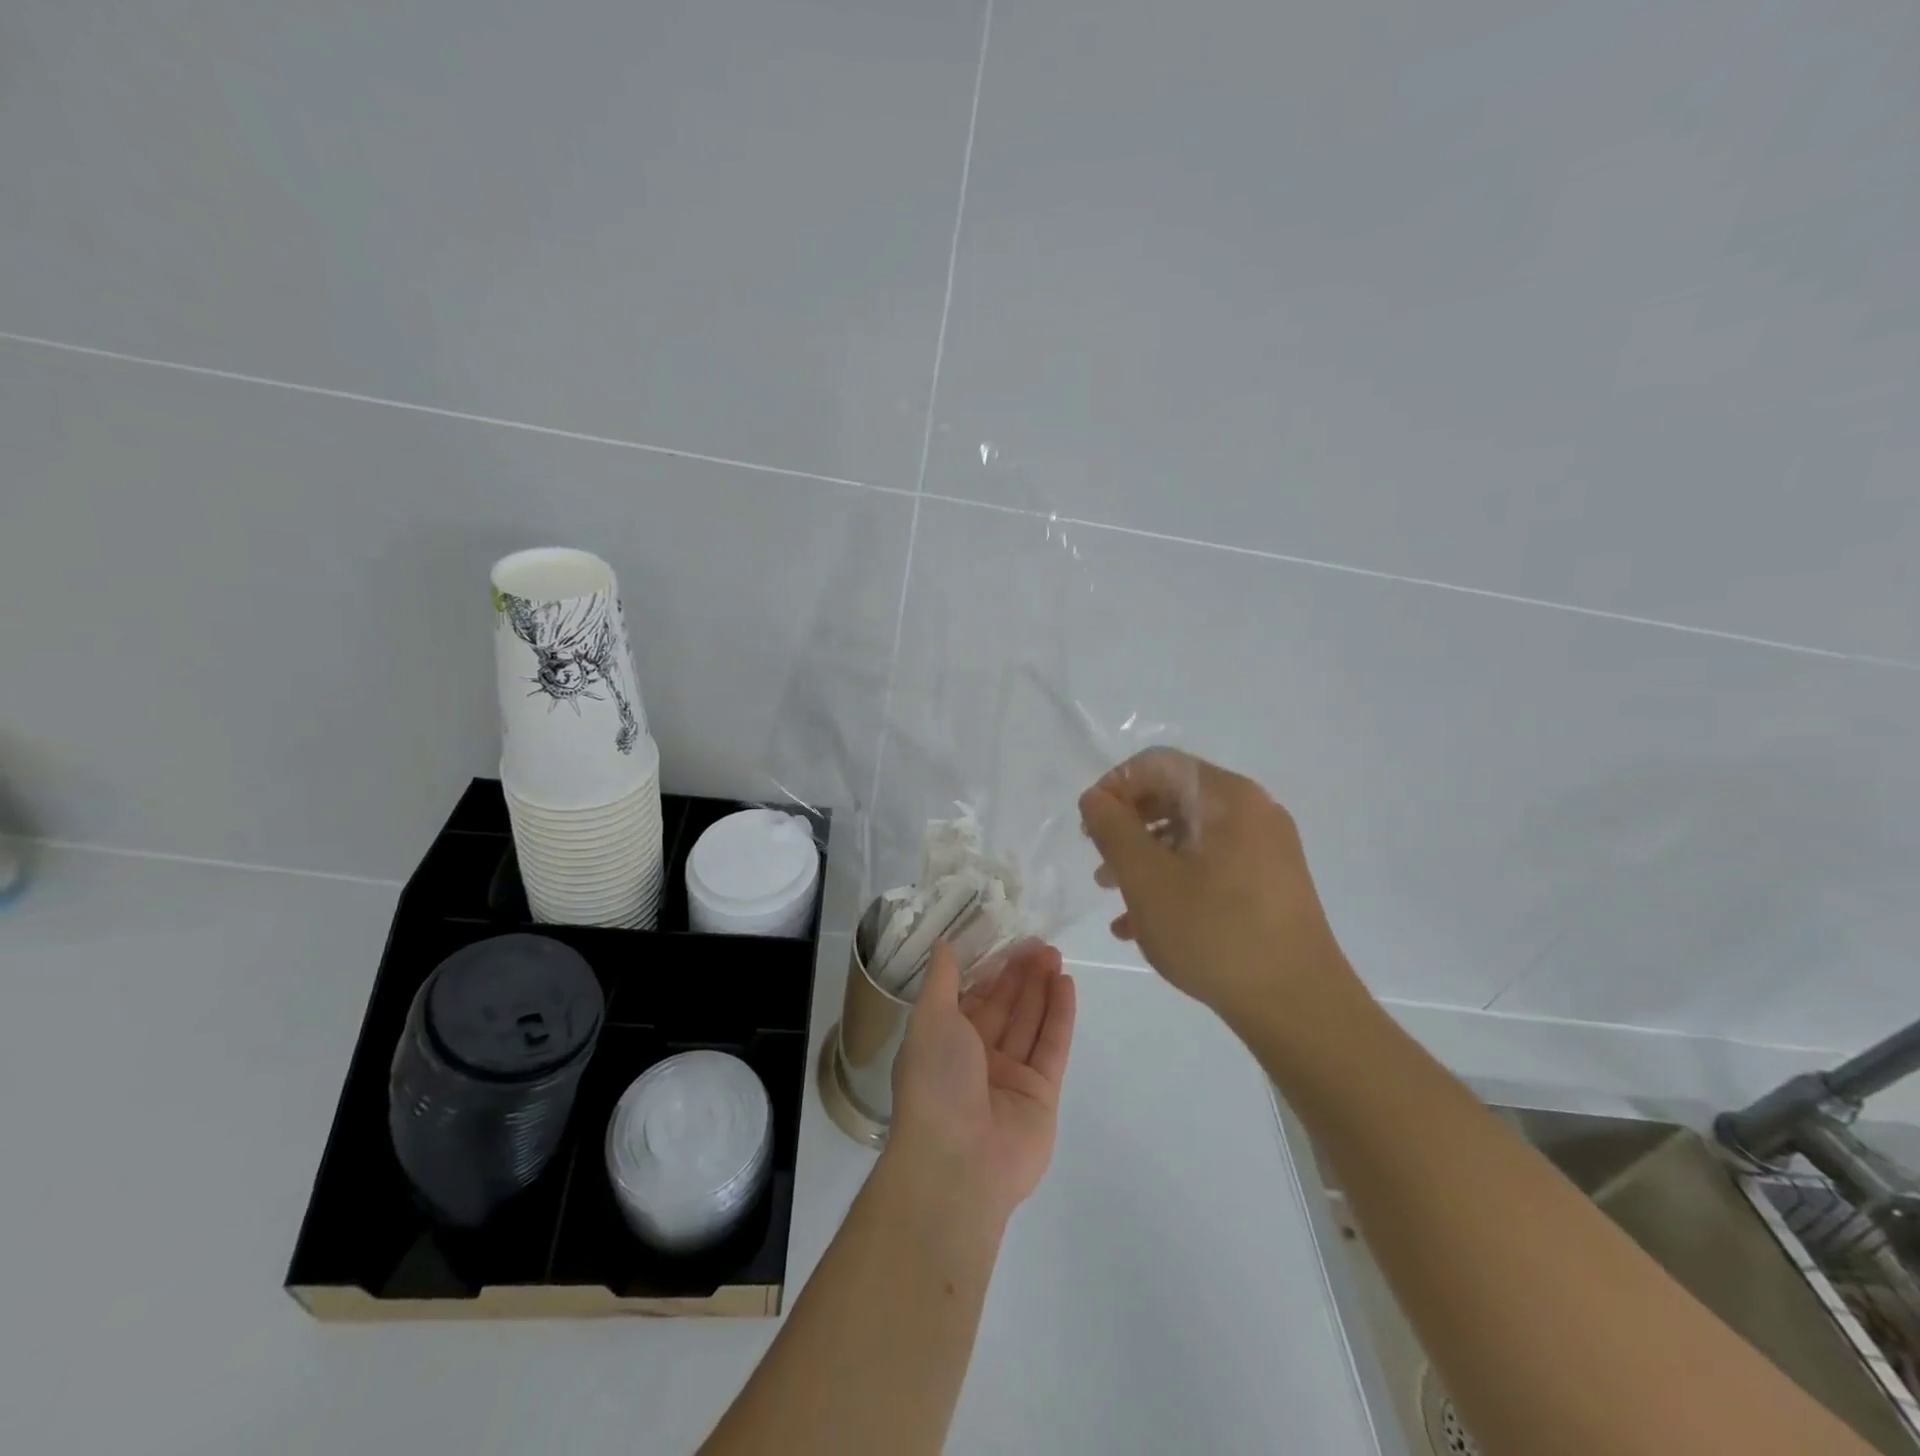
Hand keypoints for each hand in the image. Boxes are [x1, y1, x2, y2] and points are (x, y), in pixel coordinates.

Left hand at [887, 940, 1075, 1220]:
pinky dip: (1059, 1015)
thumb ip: (941, 981)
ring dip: (1041, 988)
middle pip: (1004, 1007)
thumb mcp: (929, 1020)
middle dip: (1020, 975)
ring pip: (1029, 1022)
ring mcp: (1010, 1077)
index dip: (990, 968)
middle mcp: (977, 1058)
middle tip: (1040, 943)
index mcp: (944, 1042)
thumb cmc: (935, 1082)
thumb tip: (943, 944)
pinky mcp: (1041, 1094)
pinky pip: (1051, 1046)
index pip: (972, 997)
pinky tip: (1066, 984)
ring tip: (1055, 955)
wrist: (957, 1163)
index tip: (1008, 939)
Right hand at [1078, 748, 1358, 1027]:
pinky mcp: (1269, 884)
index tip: (1089, 830)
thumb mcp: (1147, 879)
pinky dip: (1174, 881)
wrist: (1298, 1006)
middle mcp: (1252, 811)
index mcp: (1227, 796)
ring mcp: (1265, 849)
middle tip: (1100, 864)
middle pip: (1173, 797)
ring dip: (1145, 858)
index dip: (1114, 788)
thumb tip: (1096, 798)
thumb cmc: (1214, 932)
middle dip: (1128, 827)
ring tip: (1114, 896)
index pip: (1156, 764)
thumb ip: (1113, 829)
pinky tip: (1143, 923)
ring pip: (1189, 836)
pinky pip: (1210, 865)